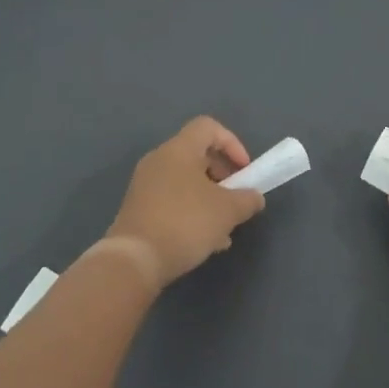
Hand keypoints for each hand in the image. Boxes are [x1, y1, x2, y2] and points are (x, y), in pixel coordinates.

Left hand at [106, 117, 264, 285]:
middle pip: (197, 155)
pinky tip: (204, 241)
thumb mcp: (227, 211)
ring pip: (186, 181)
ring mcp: (145, 185)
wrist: (134, 260)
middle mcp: (158, 160)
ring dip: (209, 198)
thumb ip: (247, 199)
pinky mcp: (138, 209)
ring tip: (224, 228)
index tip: (244, 170)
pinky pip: (172, 200)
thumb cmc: (185, 223)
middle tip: (235, 198)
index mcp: (179, 150)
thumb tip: (254, 197)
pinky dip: (191, 211)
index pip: (208, 127)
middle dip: (223, 175)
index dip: (232, 143)